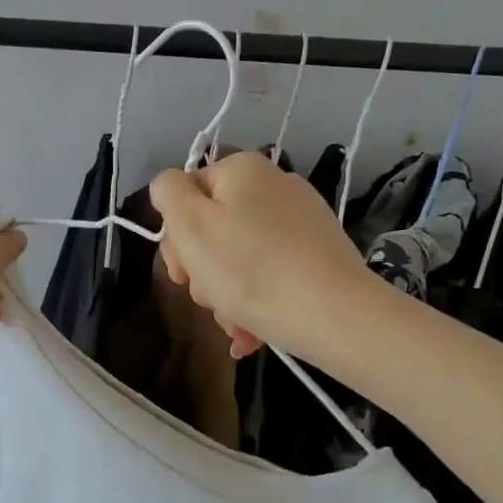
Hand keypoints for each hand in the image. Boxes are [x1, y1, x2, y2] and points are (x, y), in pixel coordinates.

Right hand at [150, 152, 369, 360]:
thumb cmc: (250, 270)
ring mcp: (301, 219)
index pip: (185, 196)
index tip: (182, 275)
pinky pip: (270, 272)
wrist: (334, 316)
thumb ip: (168, 192)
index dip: (176, 239)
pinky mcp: (319, 253)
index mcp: (241, 170)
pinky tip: (252, 333)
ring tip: (236, 324)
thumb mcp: (191, 225)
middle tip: (210, 300)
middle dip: (204, 271)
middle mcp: (274, 185)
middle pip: (213, 228)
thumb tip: (168, 187)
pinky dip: (256, 300)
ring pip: (240, 257)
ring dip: (227, 295)